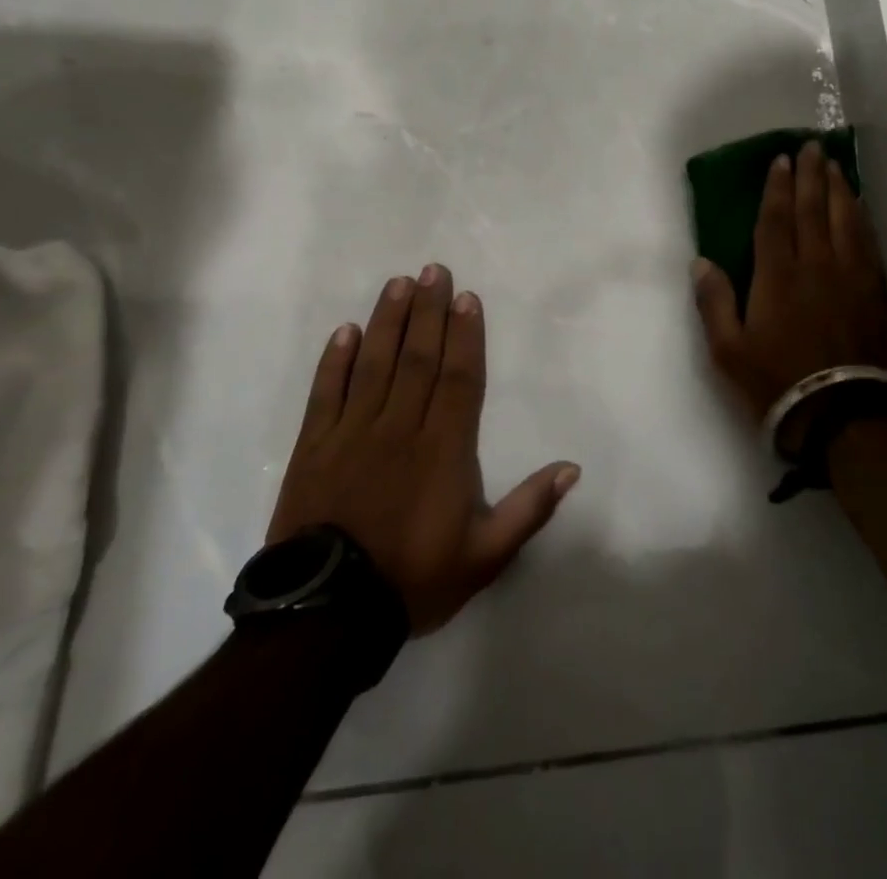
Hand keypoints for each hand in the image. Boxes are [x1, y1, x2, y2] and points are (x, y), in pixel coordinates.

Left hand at [267, 264, 579, 634]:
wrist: (326, 617)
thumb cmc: (413, 579)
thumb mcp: (484, 556)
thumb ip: (529, 509)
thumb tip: (572, 468)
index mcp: (444, 449)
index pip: (459, 377)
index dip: (465, 334)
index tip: (466, 297)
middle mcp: (400, 428)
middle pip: (419, 358)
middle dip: (429, 311)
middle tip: (433, 270)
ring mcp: (352, 434)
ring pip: (374, 364)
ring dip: (388, 321)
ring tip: (398, 284)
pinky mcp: (314, 447)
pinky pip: (326, 393)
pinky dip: (335, 361)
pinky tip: (345, 331)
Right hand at [691, 141, 886, 440]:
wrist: (843, 414)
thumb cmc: (777, 381)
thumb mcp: (728, 350)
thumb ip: (714, 302)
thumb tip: (701, 261)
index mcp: (777, 275)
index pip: (776, 218)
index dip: (777, 187)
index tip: (781, 160)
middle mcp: (816, 264)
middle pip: (813, 208)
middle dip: (810, 175)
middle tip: (810, 147)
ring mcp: (850, 275)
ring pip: (845, 218)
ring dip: (838, 188)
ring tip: (834, 165)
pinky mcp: (874, 290)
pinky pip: (867, 240)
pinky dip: (862, 216)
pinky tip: (859, 206)